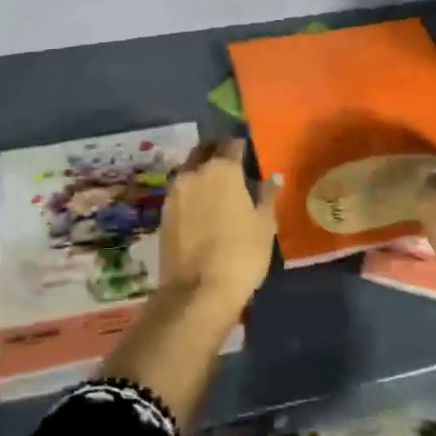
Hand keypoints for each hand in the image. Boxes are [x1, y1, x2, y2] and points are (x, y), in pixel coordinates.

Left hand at [158, 139, 278, 305]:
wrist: (197, 291)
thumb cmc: (241, 253)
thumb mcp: (264, 224)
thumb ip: (267, 195)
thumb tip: (273, 177)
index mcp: (222, 169)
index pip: (231, 144)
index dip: (241, 145)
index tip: (248, 151)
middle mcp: (193, 173)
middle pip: (203, 150)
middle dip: (216, 150)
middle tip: (230, 161)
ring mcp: (174, 193)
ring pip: (188, 169)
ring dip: (200, 169)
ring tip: (215, 184)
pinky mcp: (163, 214)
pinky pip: (179, 191)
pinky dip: (190, 190)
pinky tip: (201, 205)